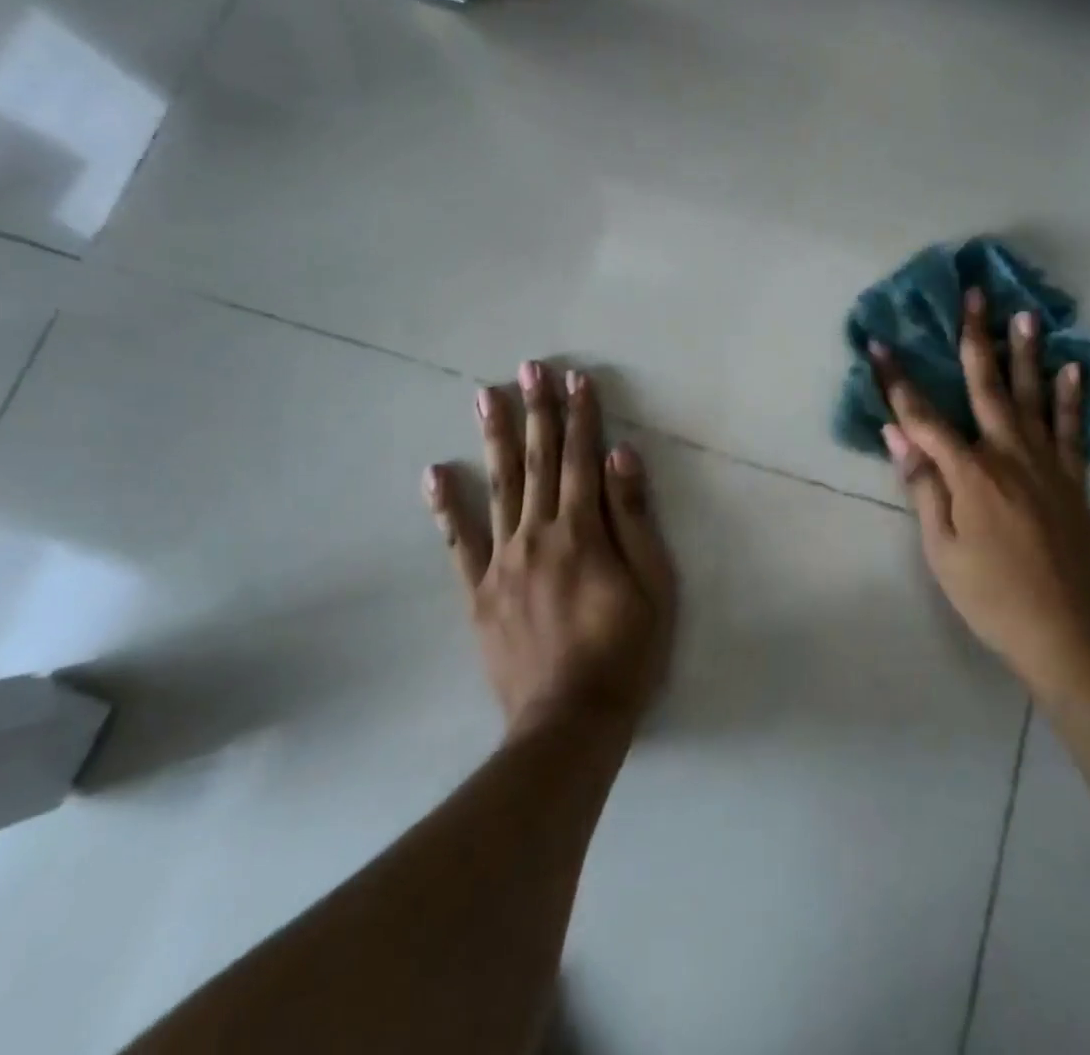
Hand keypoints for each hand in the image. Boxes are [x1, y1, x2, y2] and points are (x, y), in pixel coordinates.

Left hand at [426, 362, 676, 738]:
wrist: (570, 723)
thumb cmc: (626, 651)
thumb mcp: (653, 584)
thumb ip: (633, 517)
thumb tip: (622, 455)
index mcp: (583, 531)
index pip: (582, 459)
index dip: (581, 416)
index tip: (576, 379)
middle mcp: (538, 534)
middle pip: (537, 461)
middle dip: (536, 411)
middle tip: (528, 367)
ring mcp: (502, 562)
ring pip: (498, 487)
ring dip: (494, 438)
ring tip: (484, 395)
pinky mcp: (479, 592)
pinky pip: (458, 542)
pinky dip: (446, 507)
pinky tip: (435, 473)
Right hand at [874, 289, 1089, 703]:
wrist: (1068, 633)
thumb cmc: (991, 595)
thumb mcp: (942, 548)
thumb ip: (923, 485)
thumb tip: (896, 433)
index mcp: (970, 473)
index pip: (923, 416)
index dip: (897, 380)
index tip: (878, 344)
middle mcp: (1008, 455)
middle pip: (985, 386)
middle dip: (974, 338)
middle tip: (973, 295)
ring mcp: (1046, 464)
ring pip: (1031, 396)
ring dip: (1025, 353)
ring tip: (1024, 314)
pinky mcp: (1073, 479)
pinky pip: (1069, 428)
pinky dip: (1069, 397)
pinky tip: (1071, 368)